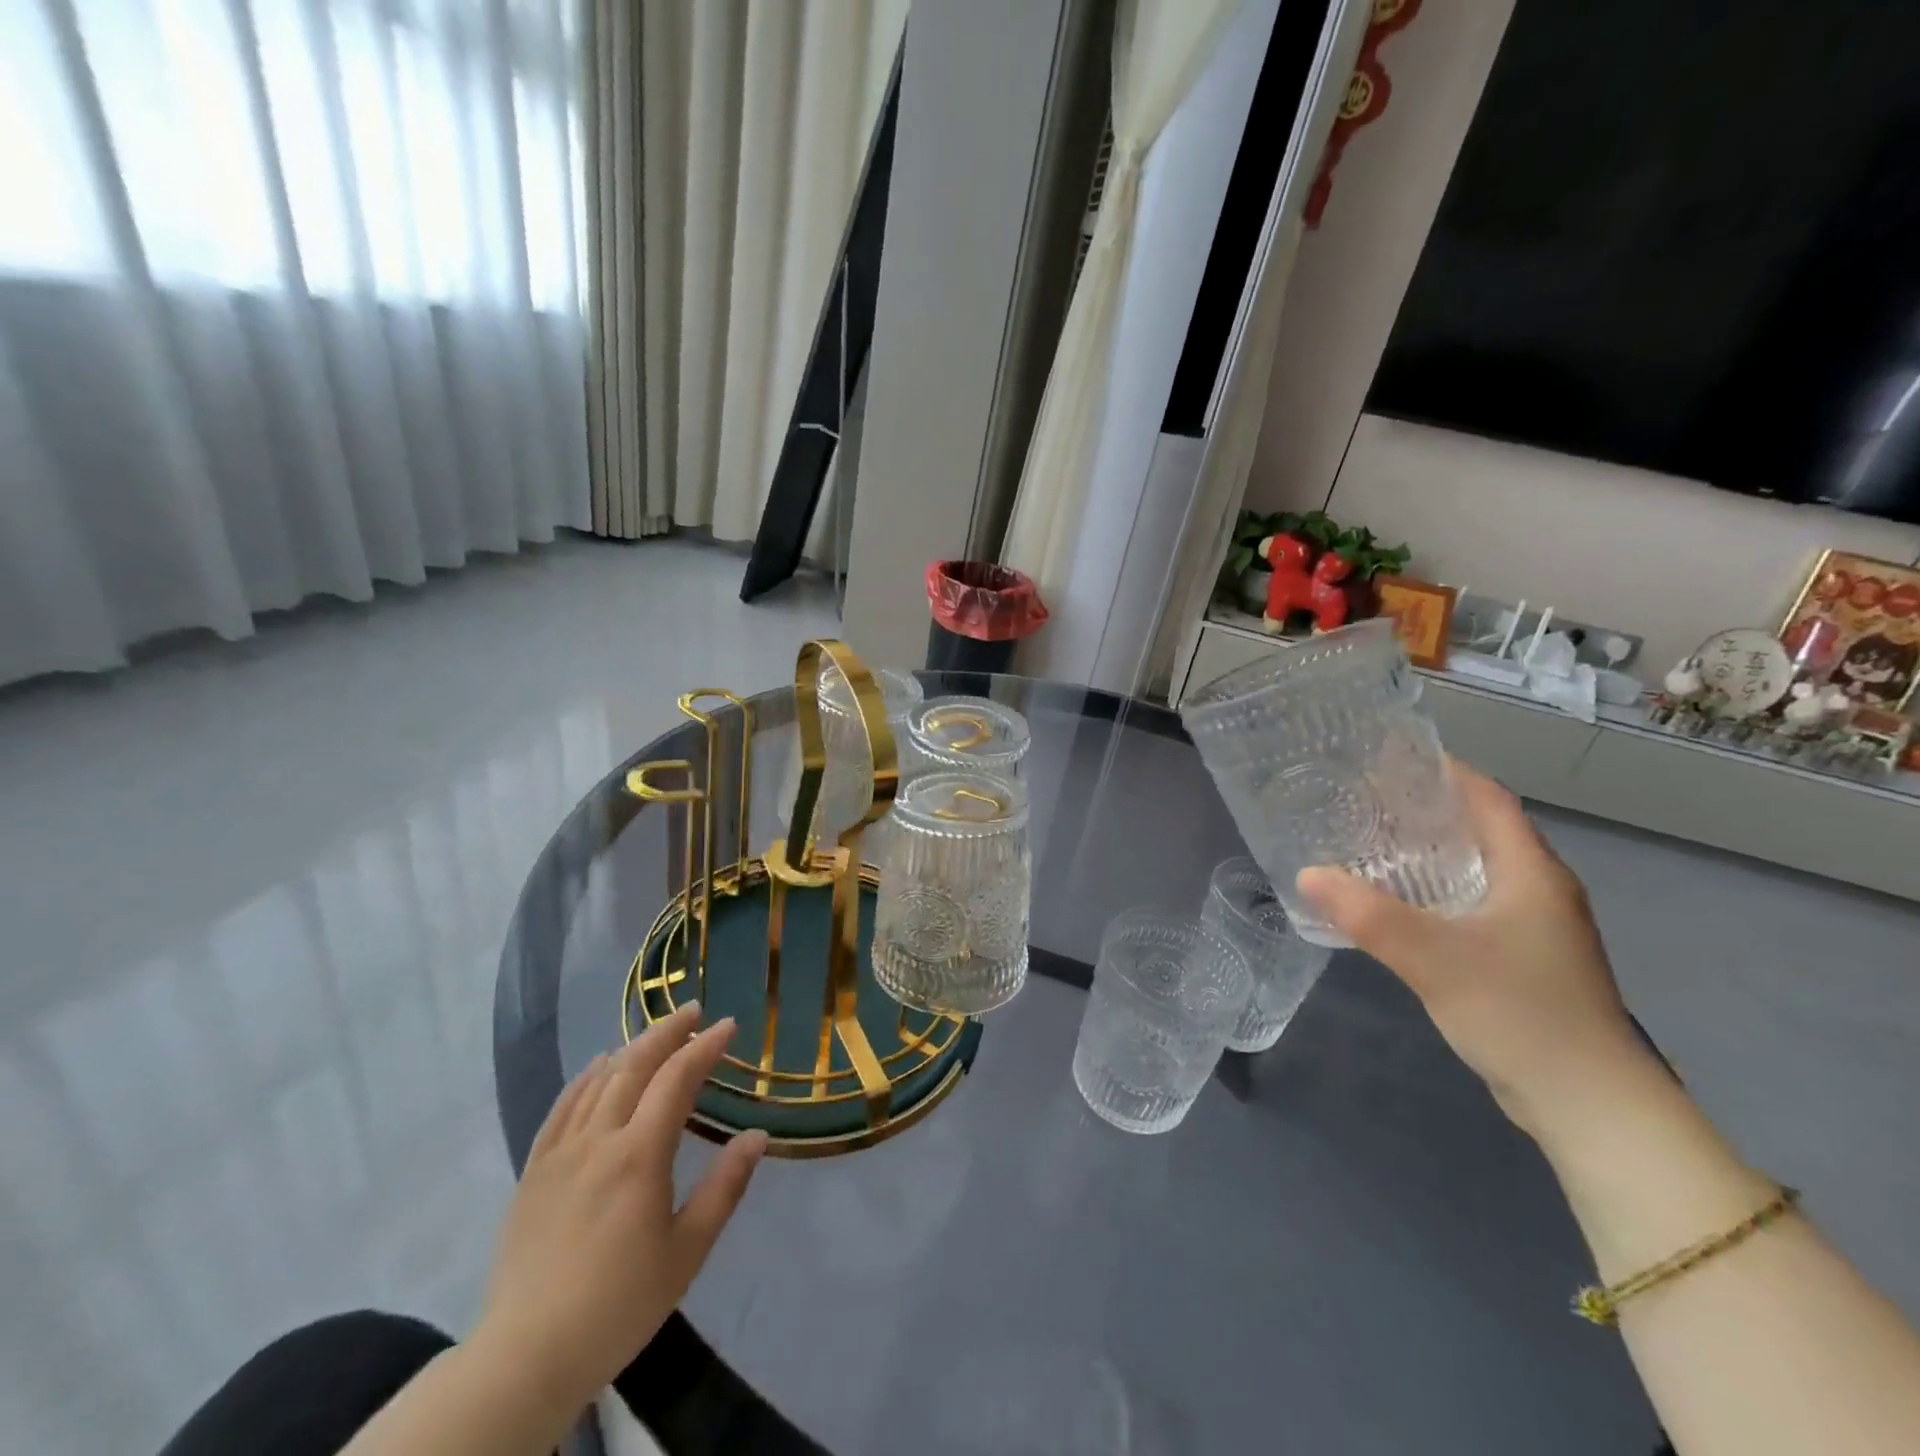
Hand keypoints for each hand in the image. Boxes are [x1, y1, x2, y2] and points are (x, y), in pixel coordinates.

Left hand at [473, 1005, 767, 1414]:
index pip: (677, 1079)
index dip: (705, 1047)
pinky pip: (562, 1107)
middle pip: (635, 1065)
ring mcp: (560, 1153)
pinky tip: (598, 1068)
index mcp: (639, 1155)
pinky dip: (586, 1078)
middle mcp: (598, 1140)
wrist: (527, 1356)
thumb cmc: (620, 1304)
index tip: (729, 1026)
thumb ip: (724, 1187)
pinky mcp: (534, 1171)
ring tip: (656, 1035)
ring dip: (632, 1048)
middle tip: (694, 1012)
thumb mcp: (687, 1251)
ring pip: (598, 1080)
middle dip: (668, 1032)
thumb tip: (757, 1135)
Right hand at [1296, 763, 1656, 1146]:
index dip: (1441, 770)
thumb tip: (1307, 874)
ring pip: (1473, 868)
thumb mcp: (1434, 958)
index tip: (1386, 758)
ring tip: (1368, 842)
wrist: (1589, 1105)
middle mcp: (1537, 889)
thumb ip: (1368, 914)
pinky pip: (1470, 903)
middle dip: (1423, 808)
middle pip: (1478, 828)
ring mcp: (1533, 926)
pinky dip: (1432, 889)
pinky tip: (1394, 902)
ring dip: (1426, 851)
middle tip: (1361, 799)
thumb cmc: (1520, 1013)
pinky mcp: (1521, 958)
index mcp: (1530, 871)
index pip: (1487, 797)